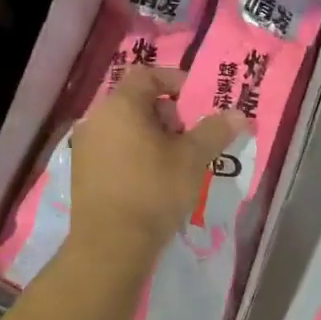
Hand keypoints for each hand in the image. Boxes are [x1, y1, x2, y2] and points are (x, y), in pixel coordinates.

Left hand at [66, 66, 245, 270]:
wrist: (110, 245)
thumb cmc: (153, 191)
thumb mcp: (192, 158)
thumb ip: (215, 131)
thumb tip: (239, 114)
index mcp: (120, 105)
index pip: (147, 74)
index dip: (174, 80)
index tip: (196, 100)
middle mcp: (96, 118)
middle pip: (135, 100)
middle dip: (166, 113)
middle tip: (188, 137)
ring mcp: (85, 145)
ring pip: (124, 126)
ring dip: (150, 134)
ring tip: (173, 161)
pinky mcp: (81, 171)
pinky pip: (112, 148)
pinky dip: (133, 152)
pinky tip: (150, 179)